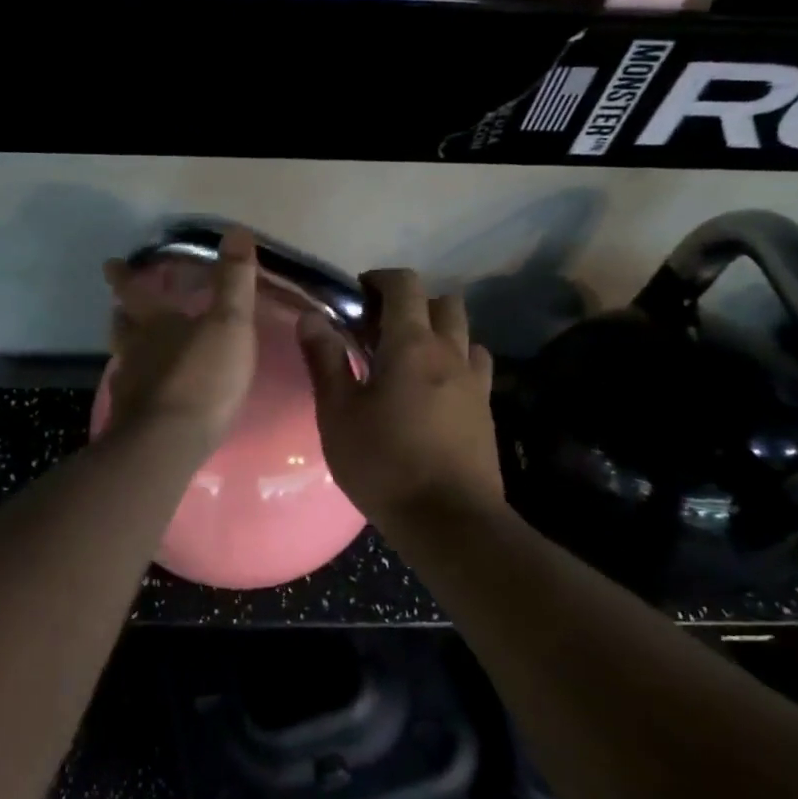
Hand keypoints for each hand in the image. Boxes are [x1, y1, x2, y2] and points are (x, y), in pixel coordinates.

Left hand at [100, 228, 259, 453]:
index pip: (134, 291)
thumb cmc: (202, 378)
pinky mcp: (131, 420)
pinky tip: (149, 395)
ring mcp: (129, 387)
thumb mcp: (229, 324)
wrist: (168, 443)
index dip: (124, 276)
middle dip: (122, 313)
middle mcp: (135, 351)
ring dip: (128, 350)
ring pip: (123, 360)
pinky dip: (138, 387)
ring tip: (136, 350)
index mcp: (155, 323)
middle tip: (120, 307)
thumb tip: (237, 231)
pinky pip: (132, 394)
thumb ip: (234, 281)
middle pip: (121, 326)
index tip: (110, 264)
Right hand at [298, 270, 503, 522]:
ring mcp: (475, 381)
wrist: (448, 519)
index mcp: (411, 344)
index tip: (356, 296)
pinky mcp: (486, 410)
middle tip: (380, 329)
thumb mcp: (338, 413)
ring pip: (464, 333)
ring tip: (408, 359)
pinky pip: (474, 367)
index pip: (404, 285)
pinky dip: (455, 362)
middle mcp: (450, 352)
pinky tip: (433, 390)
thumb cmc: (383, 463)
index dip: (379, 279)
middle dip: (412, 303)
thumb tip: (311, 316)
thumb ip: (325, 360)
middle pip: (443, 302)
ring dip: (438, 331)